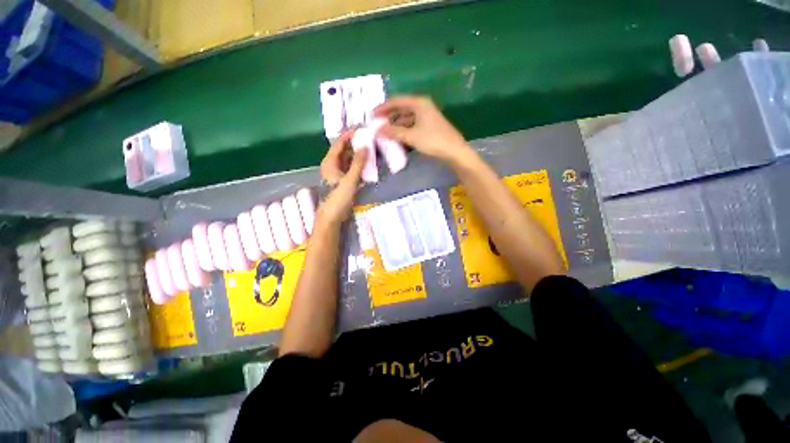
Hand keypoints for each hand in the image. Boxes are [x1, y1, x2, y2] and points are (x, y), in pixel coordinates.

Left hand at [316, 131, 367, 227]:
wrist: (333, 216)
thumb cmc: (338, 198)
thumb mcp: (349, 180)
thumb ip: (358, 163)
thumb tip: (365, 146)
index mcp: (330, 162)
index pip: (339, 143)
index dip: (349, 135)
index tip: (361, 128)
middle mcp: (332, 165)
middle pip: (344, 150)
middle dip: (356, 144)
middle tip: (369, 138)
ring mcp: (338, 173)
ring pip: (349, 159)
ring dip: (358, 154)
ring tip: (371, 148)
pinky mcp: (343, 181)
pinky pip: (352, 168)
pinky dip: (359, 164)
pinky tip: (368, 163)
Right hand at [374, 96, 471, 163]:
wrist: (454, 151)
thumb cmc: (433, 140)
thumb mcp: (411, 136)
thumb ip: (393, 132)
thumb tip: (378, 130)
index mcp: (419, 103)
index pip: (396, 101)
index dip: (383, 108)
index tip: (371, 116)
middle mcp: (423, 106)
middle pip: (401, 109)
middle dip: (389, 118)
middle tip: (377, 126)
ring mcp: (427, 117)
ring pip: (407, 119)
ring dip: (396, 126)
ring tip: (385, 134)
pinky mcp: (429, 127)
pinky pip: (412, 126)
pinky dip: (404, 131)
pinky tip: (398, 139)